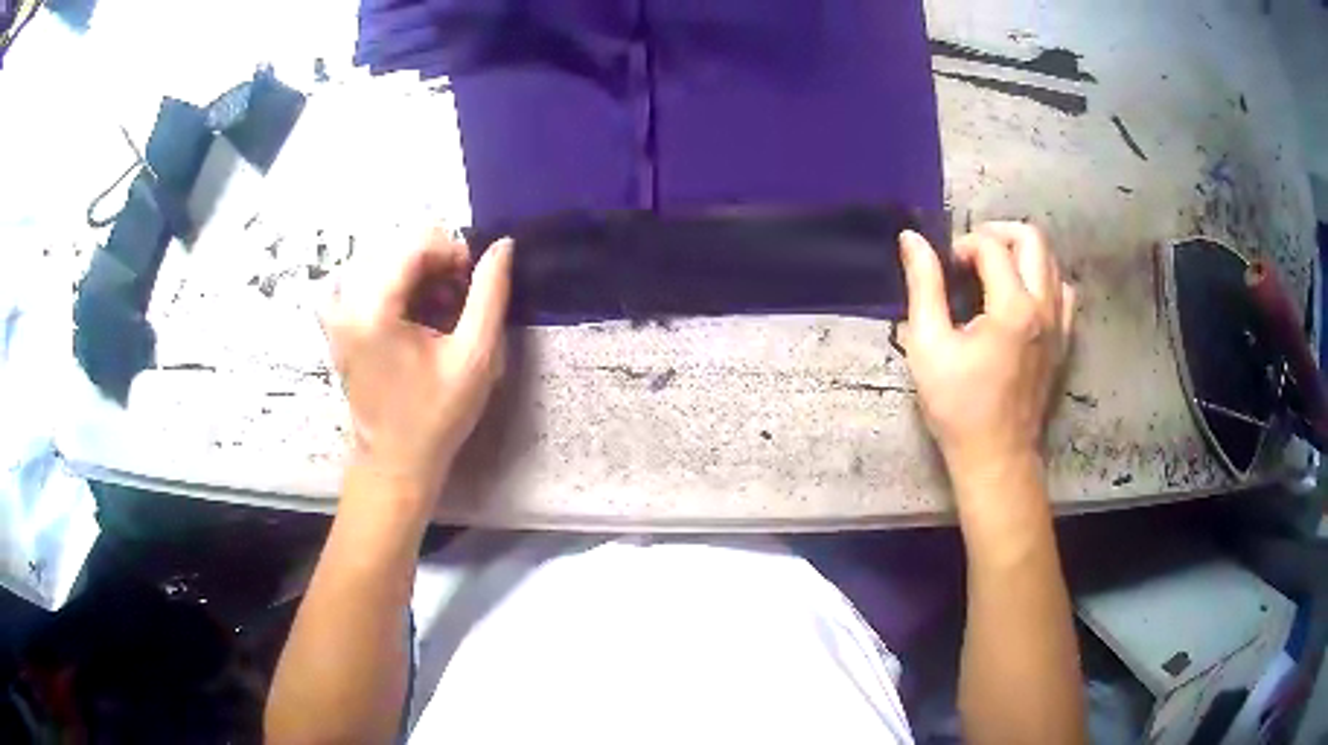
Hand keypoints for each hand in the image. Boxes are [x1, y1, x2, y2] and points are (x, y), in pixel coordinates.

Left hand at [321, 226, 512, 493]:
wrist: (395, 460)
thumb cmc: (437, 414)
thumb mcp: (475, 356)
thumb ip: (490, 294)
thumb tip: (502, 245)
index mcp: (374, 309)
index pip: (416, 245)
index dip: (453, 251)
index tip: (474, 280)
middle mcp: (346, 303)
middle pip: (398, 250)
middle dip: (435, 264)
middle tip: (458, 300)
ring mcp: (335, 313)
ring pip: (383, 262)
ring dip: (416, 275)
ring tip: (437, 310)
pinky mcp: (334, 324)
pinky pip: (361, 281)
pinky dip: (390, 285)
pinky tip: (407, 310)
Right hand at [898, 222, 1074, 495]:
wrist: (996, 457)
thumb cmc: (959, 407)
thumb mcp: (928, 345)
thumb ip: (923, 286)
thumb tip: (911, 239)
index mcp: (1013, 307)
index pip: (991, 247)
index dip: (962, 245)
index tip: (944, 268)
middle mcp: (1045, 307)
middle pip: (1033, 239)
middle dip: (998, 233)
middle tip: (971, 253)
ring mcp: (1060, 325)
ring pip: (1052, 262)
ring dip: (1022, 254)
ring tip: (995, 271)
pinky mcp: (1064, 342)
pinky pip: (1063, 292)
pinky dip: (1043, 280)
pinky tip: (1022, 297)